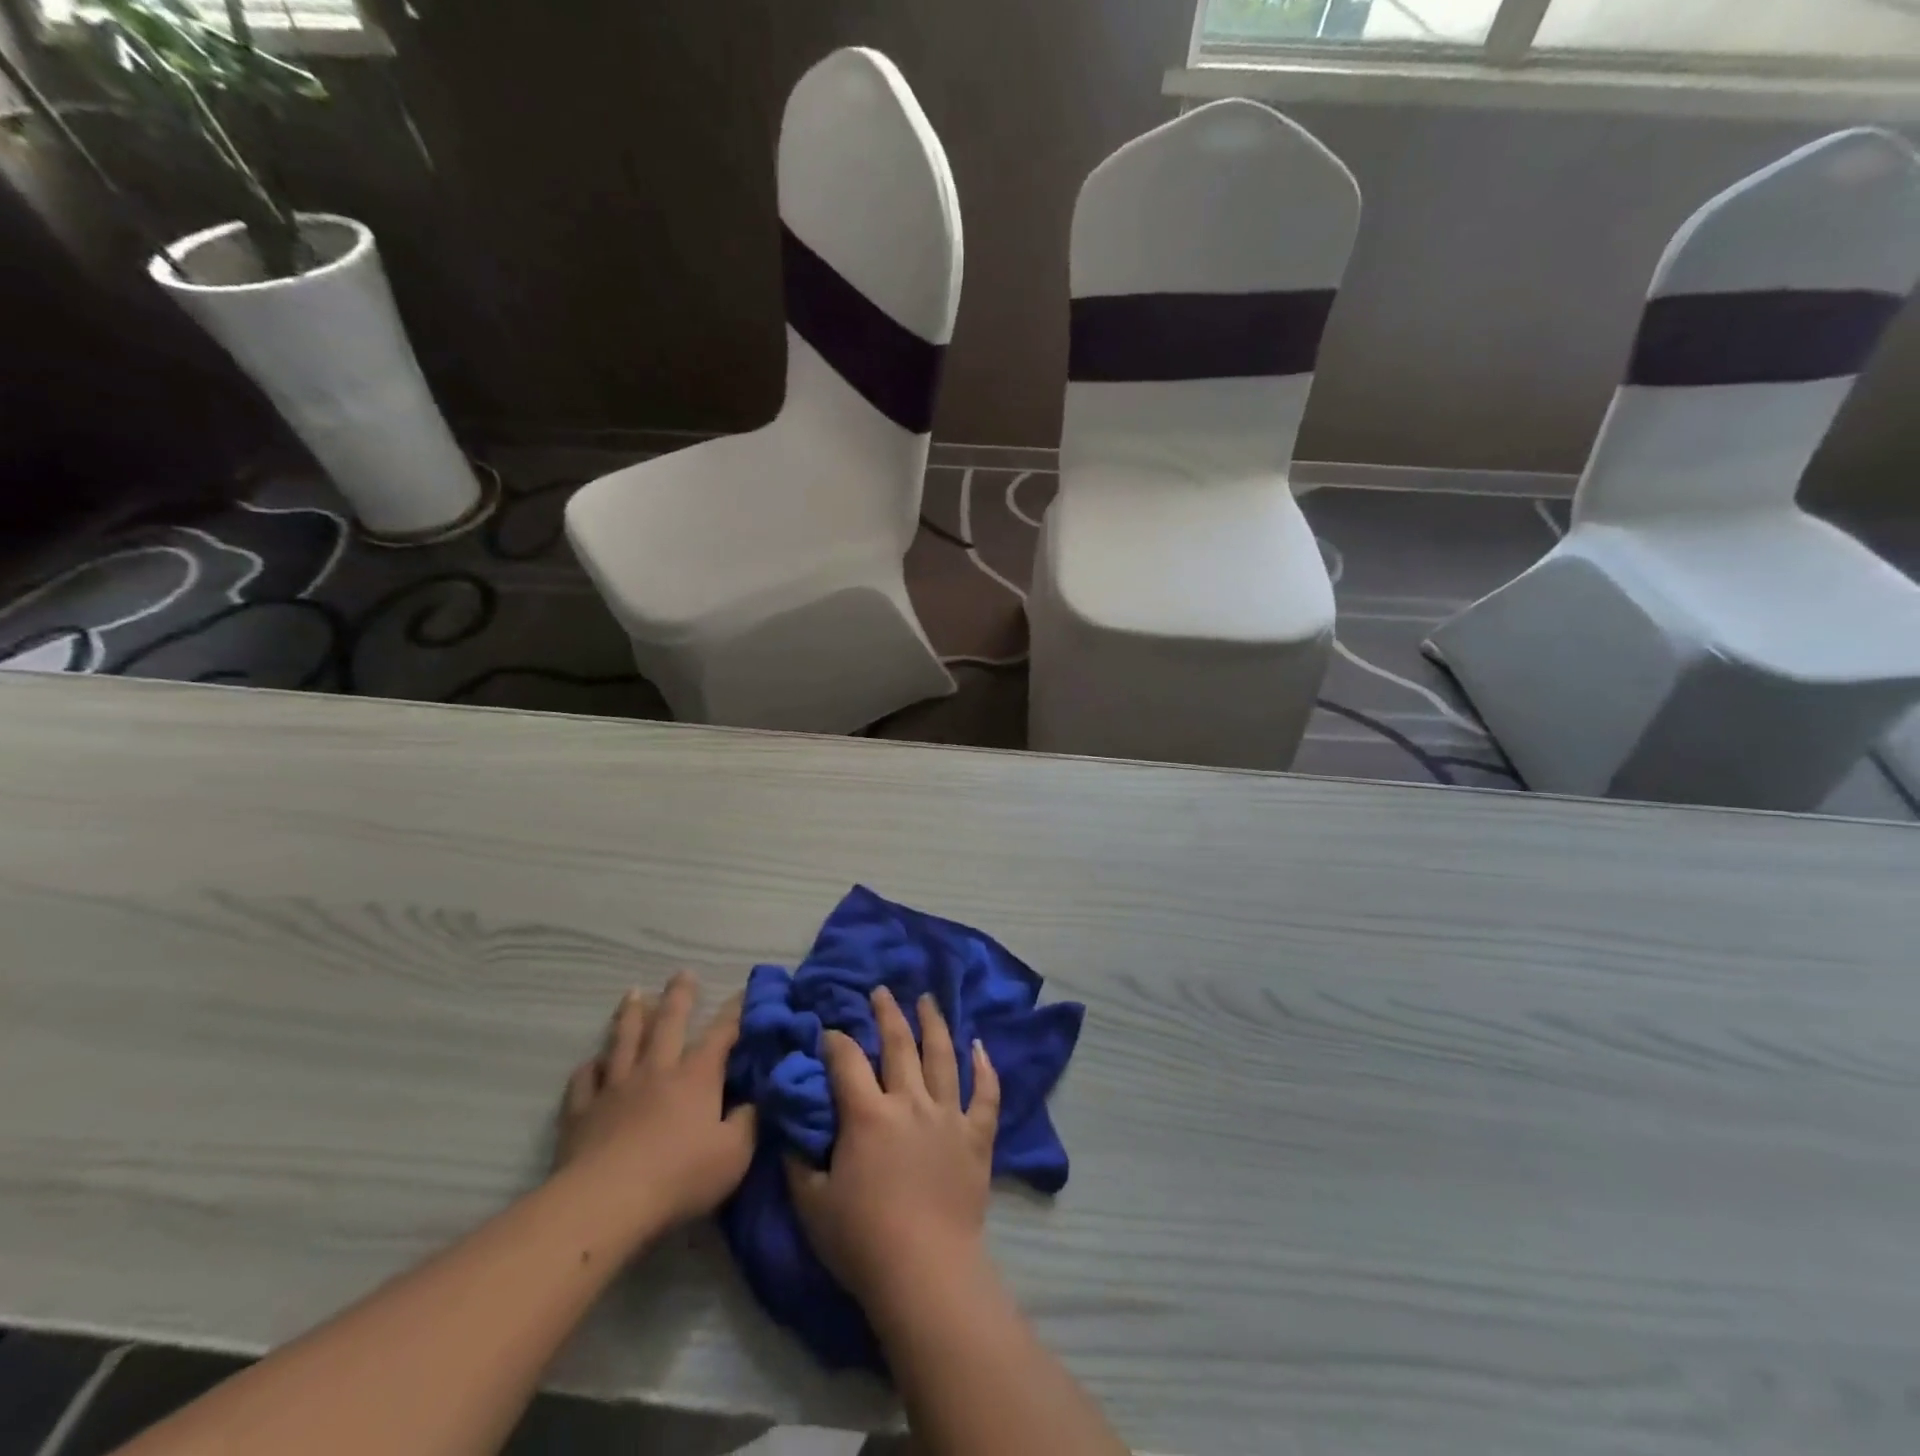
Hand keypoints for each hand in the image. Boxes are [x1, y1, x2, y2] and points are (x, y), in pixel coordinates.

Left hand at [556, 974, 757, 1237]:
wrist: (606, 1203)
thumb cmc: (679, 1177)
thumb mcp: (734, 1155)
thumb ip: (749, 1123)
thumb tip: (756, 1099)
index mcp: (696, 1076)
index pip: (721, 1034)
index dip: (734, 1012)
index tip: (743, 991)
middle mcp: (656, 1070)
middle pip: (668, 1023)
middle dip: (679, 996)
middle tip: (682, 973)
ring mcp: (615, 1088)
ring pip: (624, 1041)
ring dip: (630, 1015)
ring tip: (633, 993)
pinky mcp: (582, 1113)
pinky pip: (584, 1081)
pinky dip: (588, 1068)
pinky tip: (590, 1063)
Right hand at [787, 986, 1001, 1315]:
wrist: (926, 1271)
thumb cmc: (863, 1241)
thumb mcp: (813, 1204)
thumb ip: (799, 1161)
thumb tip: (791, 1129)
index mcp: (868, 1114)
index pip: (847, 1061)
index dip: (835, 1040)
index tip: (829, 1030)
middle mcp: (910, 1102)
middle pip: (898, 1044)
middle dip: (887, 1013)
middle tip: (882, 990)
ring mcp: (948, 1115)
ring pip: (943, 1056)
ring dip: (934, 1023)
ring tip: (928, 999)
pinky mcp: (977, 1136)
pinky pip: (986, 1093)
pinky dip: (985, 1067)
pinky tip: (980, 1045)